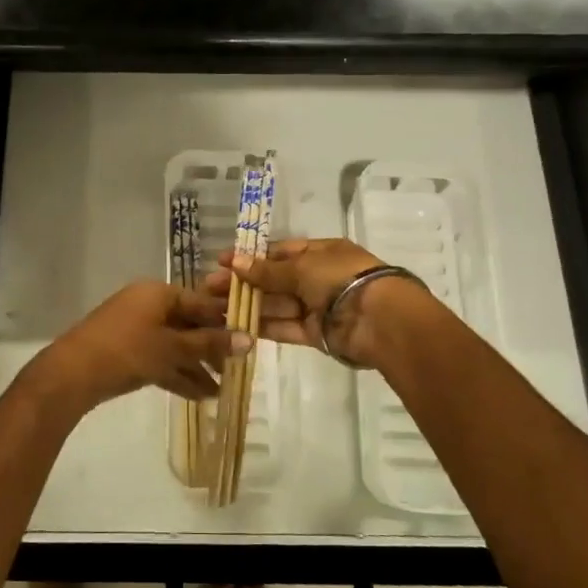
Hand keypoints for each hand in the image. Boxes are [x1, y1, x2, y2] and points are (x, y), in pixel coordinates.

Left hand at [21, 281, 250, 416]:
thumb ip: (210, 344)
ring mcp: (135, 329)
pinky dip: (177, 374)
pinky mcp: (127, 352)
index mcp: (159, 293)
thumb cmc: (128, 350)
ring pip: (175, 346)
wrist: (73, 373)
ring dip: (196, 367)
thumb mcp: (173, 348)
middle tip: (235, 370)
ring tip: (220, 391)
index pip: (201, 303)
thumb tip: (249, 339)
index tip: (249, 341)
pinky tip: (199, 396)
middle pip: (188, 325)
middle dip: (211, 350)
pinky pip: (160, 359)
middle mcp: (148, 305)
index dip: (225, 322)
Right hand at [204, 237, 429, 369]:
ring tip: (215, 310)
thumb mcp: (301, 267)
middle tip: (208, 289)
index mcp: (320, 253)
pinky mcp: (315, 334)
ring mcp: (316, 307)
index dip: (251, 258)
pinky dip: (264, 327)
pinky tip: (237, 326)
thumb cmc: (341, 278)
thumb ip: (267, 270)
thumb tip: (235, 262)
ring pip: (276, 305)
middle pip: (274, 280)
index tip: (221, 262)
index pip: (279, 253)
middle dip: (243, 283)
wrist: (379, 319)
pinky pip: (285, 327)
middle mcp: (317, 278)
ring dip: (249, 306)